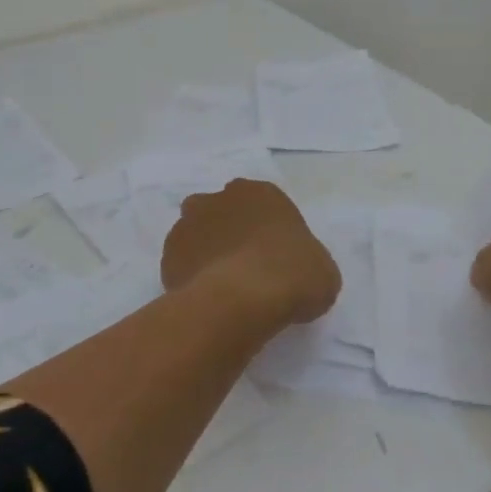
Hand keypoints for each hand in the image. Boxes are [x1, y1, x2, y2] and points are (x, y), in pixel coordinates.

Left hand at [161, 180, 341, 327]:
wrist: (245, 298)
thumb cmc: (294, 275)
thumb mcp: (321, 268)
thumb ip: (304, 259)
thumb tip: (296, 272)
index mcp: (259, 193)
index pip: (259, 203)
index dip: (263, 229)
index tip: (270, 255)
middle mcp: (219, 199)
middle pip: (219, 211)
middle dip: (225, 231)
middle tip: (241, 265)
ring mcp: (189, 224)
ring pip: (194, 234)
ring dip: (204, 251)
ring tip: (219, 285)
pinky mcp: (169, 254)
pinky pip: (180, 264)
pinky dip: (189, 276)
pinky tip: (204, 298)